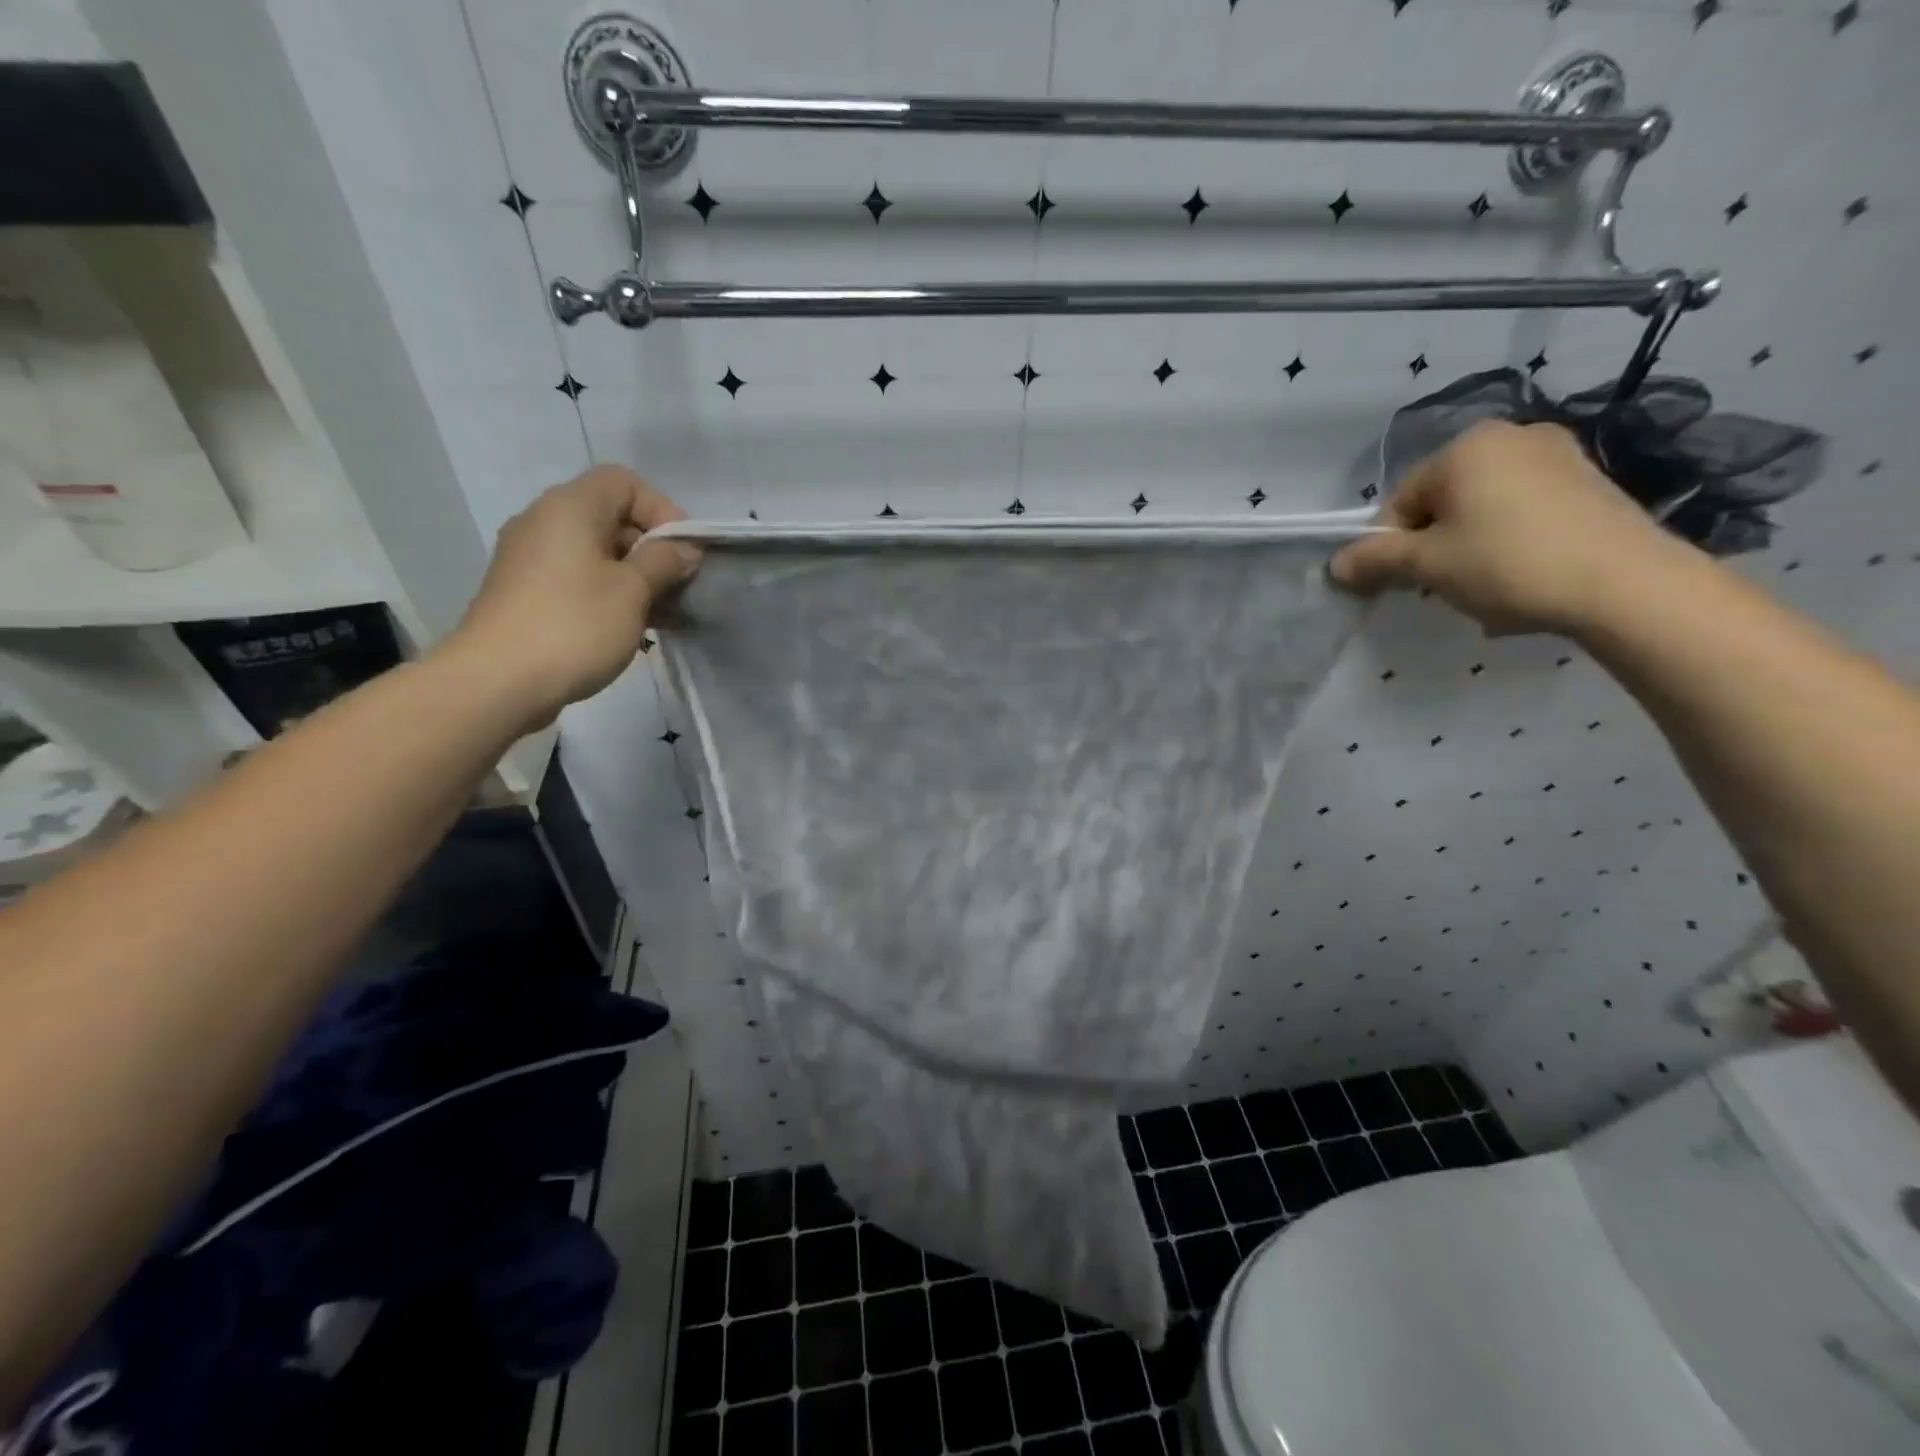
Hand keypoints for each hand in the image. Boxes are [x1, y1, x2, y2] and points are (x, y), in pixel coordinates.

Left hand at [447, 466, 698, 729]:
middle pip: (610, 516)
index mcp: (570, 507)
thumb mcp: (633, 591)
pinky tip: (625, 628)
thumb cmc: (574, 626)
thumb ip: (664, 561)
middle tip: (677, 588)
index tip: (682, 554)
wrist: (497, 681)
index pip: (625, 482)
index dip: (662, 510)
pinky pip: (576, 576)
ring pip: (595, 551)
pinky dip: (606, 592)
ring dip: (633, 576)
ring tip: (658, 615)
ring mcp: (529, 557)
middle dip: (651, 548)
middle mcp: (544, 521)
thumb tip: (683, 548)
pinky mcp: (524, 591)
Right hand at [1329, 420, 1688, 634]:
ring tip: (1487, 584)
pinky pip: (1525, 510)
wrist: (1625, 584)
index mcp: (1466, 447)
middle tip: (1445, 585)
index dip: (1392, 546)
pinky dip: (1511, 540)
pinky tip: (1523, 574)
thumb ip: (1375, 560)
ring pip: (1484, 507)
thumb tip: (1335, 565)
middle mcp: (1512, 436)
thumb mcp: (1427, 566)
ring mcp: (1559, 454)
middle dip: (1434, 544)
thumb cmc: (1508, 564)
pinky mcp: (1591, 481)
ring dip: (1470, 545)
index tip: (1404, 582)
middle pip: (1443, 501)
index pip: (1401, 501)